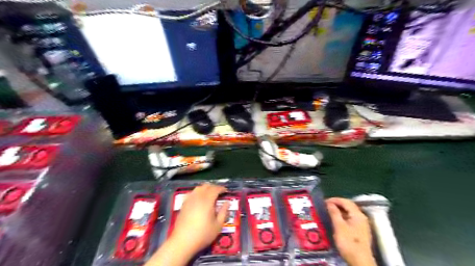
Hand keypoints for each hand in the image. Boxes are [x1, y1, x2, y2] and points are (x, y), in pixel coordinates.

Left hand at [171, 184, 229, 254]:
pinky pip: (191, 193)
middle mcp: (198, 197)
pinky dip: (197, 192)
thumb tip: (227, 203)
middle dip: (214, 187)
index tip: (226, 191)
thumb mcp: (218, 225)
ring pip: (198, 188)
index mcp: (207, 201)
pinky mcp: (183, 204)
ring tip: (210, 194)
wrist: (182, 242)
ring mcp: (189, 200)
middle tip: (219, 193)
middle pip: (206, 186)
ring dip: (205, 188)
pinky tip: (199, 198)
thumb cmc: (203, 234)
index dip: (221, 188)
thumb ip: (223, 212)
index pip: (215, 189)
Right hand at [325, 196, 376, 265]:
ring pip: (350, 212)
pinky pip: (350, 218)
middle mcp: (361, 218)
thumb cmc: (348, 242)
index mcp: (357, 215)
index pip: (346, 202)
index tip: (324, 201)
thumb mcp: (339, 226)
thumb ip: (334, 213)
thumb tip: (329, 203)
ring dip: (339, 210)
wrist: (360, 261)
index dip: (335, 200)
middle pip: (349, 206)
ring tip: (329, 211)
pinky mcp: (360, 231)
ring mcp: (362, 225)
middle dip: (337, 204)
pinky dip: (342, 216)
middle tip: (326, 205)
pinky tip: (336, 220)